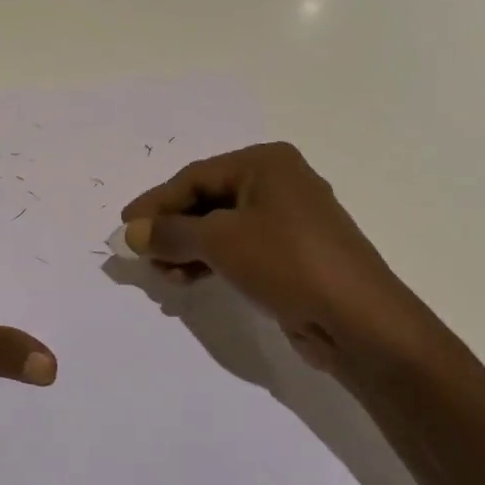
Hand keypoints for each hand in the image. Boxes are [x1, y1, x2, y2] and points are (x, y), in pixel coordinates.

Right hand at [120, 142, 418, 371]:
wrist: (359, 322)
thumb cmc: (287, 262)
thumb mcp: (221, 241)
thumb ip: (172, 233)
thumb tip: (133, 233)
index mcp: (266, 162)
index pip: (195, 176)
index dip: (156, 202)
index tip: (125, 227)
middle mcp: (278, 183)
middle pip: (208, 200)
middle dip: (172, 228)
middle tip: (142, 255)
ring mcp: (289, 220)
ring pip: (222, 227)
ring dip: (188, 249)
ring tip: (163, 275)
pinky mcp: (293, 255)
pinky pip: (240, 249)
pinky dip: (211, 262)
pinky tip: (188, 280)